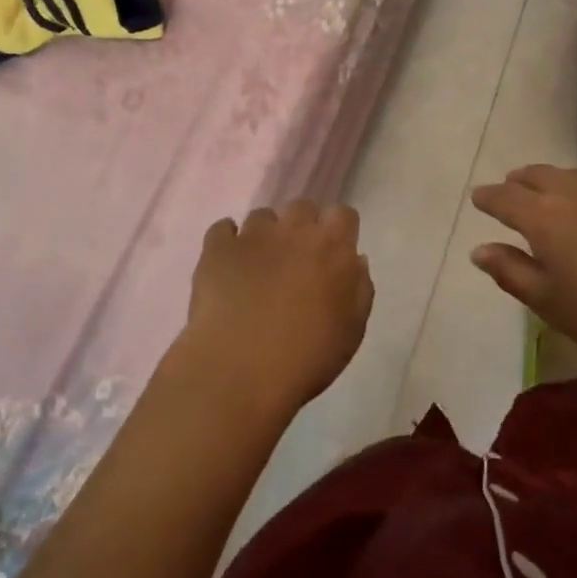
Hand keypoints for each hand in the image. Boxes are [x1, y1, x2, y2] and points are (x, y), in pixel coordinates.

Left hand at [179, 202, 374, 419]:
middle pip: (302, 208)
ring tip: (259, 267)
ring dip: (266, 235)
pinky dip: (227, 241)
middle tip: (297, 261)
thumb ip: (359, 289)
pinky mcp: (217, 247)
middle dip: (302, 227)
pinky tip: (228, 263)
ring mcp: (252, 235)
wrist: (240, 369)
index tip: (334, 253)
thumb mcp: (351, 331)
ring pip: (263, 217)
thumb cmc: (306, 357)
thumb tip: (355, 261)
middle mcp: (294, 229)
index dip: (339, 230)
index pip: (343, 214)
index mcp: (332, 246)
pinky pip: (223, 229)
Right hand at [469, 164, 576, 383]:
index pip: (505, 197)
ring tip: (549, 194)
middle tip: (510, 191)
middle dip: (518, 182)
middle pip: (537, 175)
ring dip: (552, 181)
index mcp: (543, 217)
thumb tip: (480, 250)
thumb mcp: (552, 304)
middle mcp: (574, 193)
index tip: (478, 199)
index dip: (488, 198)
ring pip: (572, 175)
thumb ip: (511, 273)